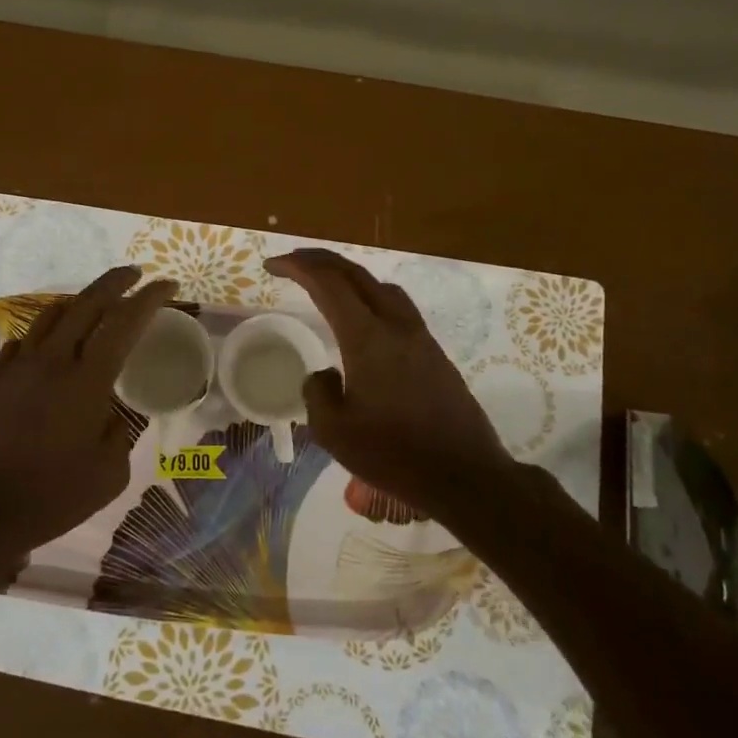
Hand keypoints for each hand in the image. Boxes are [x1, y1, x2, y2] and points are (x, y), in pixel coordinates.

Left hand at [0, 266, 175, 559]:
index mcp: (85, 381)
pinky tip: (50, 347)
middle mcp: (50, 361)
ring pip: (50, 314)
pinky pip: (23, 340)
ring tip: (95, 305)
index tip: (167, 285)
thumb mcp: (109, 474)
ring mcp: (16, 367)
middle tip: (135, 275)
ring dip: (78, 302)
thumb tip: (109, 413)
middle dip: (114, 282)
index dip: (148, 298)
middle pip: (85, 303)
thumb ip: (118, 433)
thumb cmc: (52, 497)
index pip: (123, 322)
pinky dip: (45, 332)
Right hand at [266, 249, 512, 520]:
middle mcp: (396, 327)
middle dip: (321, 261)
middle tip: (293, 262)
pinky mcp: (434, 354)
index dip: (298, 268)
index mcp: (368, 339)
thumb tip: (324, 374)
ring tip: (327, 285)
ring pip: (382, 288)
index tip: (272, 266)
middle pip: (357, 275)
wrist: (464, 476)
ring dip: (350, 277)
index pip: (329, 284)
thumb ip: (316, 393)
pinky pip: (397, 308)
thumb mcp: (334, 432)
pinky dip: (370, 298)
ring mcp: (420, 338)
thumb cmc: (394, 455)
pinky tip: (361, 321)